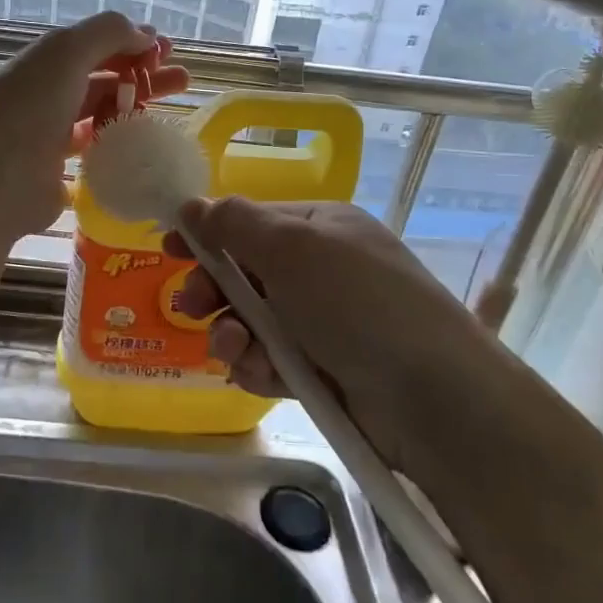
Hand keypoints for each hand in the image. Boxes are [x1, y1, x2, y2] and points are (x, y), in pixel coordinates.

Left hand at [0, 11, 189, 238]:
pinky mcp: (57, 173)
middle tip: (183, 82)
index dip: (132, 42)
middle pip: (104, 79)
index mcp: (46, 61)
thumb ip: (107, 33)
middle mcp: (48, 94)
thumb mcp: (66, 52)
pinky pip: (96, 152)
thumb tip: (145, 34)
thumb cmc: (28, 107)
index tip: (167, 50)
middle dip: (144, 75)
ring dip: (135, 110)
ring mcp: (51, 135)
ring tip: (172, 114)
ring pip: (102, 115)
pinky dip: (119, 145)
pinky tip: (144, 148)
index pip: (96, 44)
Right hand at [168, 198, 496, 466]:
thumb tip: (192, 204)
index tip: (169, 246)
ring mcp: (323, 323)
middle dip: (213, 289)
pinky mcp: (322, 371)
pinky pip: (269, 360)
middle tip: (188, 306)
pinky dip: (258, 367)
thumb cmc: (358, 303)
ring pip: (251, 322)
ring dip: (232, 333)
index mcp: (320, 228)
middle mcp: (320, 271)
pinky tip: (262, 375)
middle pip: (244, 273)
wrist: (433, 397)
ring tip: (236, 349)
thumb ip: (235, 224)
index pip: (250, 221)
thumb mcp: (293, 248)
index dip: (208, 232)